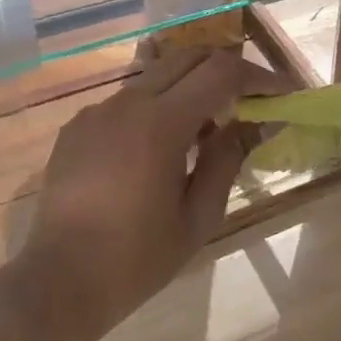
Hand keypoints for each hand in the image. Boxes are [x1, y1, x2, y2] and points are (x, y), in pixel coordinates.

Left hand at [20, 47, 288, 334]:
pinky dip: (156, 108)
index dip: (258, 77)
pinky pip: (128, 102)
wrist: (57, 283)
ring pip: (156, 76)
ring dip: (190, 88)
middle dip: (226, 70)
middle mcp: (127, 102)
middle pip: (188, 57)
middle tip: (250, 100)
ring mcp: (97, 111)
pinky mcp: (77, 127)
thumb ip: (229, 159)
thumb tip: (255, 123)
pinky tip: (160, 149)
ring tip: (207, 131)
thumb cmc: (137, 258)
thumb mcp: (199, 216)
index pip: (221, 72)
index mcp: (161, 123)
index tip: (282, 93)